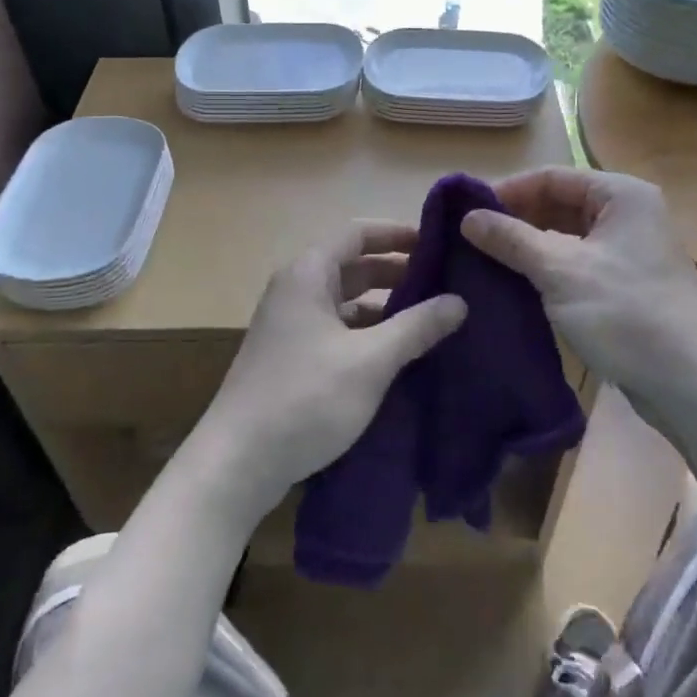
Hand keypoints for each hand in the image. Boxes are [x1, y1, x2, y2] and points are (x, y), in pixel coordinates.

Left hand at [186, 222, 466, 525]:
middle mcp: (296, 290)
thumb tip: (459, 301)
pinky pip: (337, 330)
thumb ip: (416, 327)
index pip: (357, 233)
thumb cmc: (305, 398)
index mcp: (308, 275)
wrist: (237, 462)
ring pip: (346, 302)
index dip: (397, 234)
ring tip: (431, 320)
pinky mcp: (292, 357)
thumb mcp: (370, 361)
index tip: (437, 244)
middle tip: (445, 285)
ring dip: (385, 307)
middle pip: (353, 266)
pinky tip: (398, 354)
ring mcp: (291, 325)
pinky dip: (368, 334)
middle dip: (397, 273)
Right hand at [461, 168, 696, 424]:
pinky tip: (512, 284)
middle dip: (514, 219)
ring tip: (482, 260)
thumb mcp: (561, 271)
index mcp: (621, 195)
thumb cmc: (626, 314)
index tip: (465, 211)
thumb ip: (512, 239)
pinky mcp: (622, 284)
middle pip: (557, 204)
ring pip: (564, 236)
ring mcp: (626, 251)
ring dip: (526, 246)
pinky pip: (574, 263)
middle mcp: (626, 214)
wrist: (691, 383)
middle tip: (469, 239)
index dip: (507, 191)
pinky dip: (544, 269)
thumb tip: (467, 218)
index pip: (551, 177)